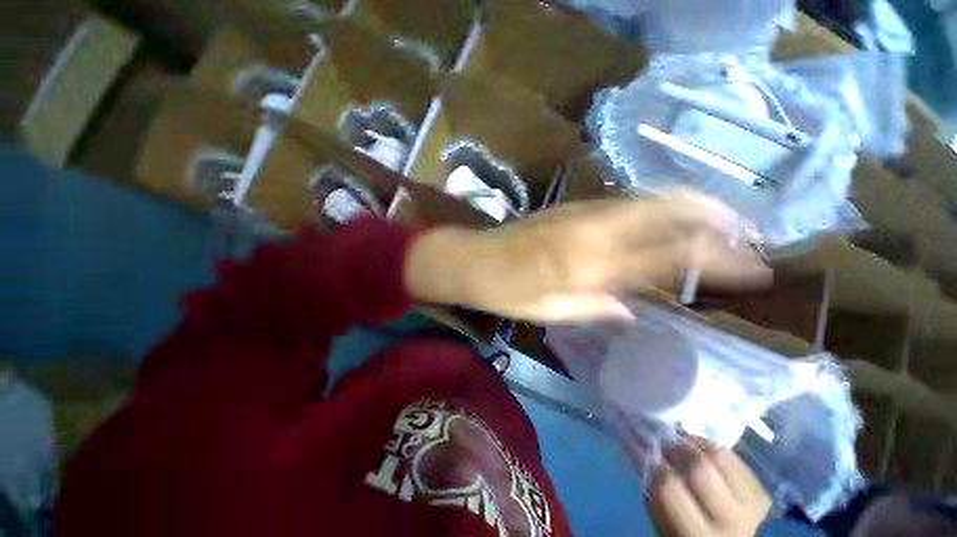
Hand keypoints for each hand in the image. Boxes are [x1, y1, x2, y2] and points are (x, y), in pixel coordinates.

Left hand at [405, 192, 770, 322]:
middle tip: (749, 230)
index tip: (756, 269)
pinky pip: (625, 204)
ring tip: (722, 218)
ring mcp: (582, 214)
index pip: (672, 257)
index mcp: (591, 264)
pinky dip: (656, 207)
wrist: (475, 260)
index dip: (720, 260)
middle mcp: (594, 231)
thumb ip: (594, 308)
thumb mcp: (549, 312)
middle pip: (669, 211)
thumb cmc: (507, 292)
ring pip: (649, 200)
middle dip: (715, 216)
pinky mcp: (572, 208)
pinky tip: (666, 218)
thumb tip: (631, 311)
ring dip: (690, 205)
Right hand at [649, 441, 770, 536]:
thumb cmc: (681, 531)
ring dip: (696, 442)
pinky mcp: (762, 495)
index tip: (647, 451)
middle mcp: (729, 525)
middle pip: (700, 467)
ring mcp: (751, 509)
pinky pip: (736, 459)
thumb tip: (640, 444)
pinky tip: (704, 452)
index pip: (669, 486)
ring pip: (720, 457)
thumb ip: (652, 485)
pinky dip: (714, 448)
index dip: (654, 463)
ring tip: (685, 443)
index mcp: (694, 536)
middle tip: (666, 442)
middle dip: (677, 447)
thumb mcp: (660, 518)